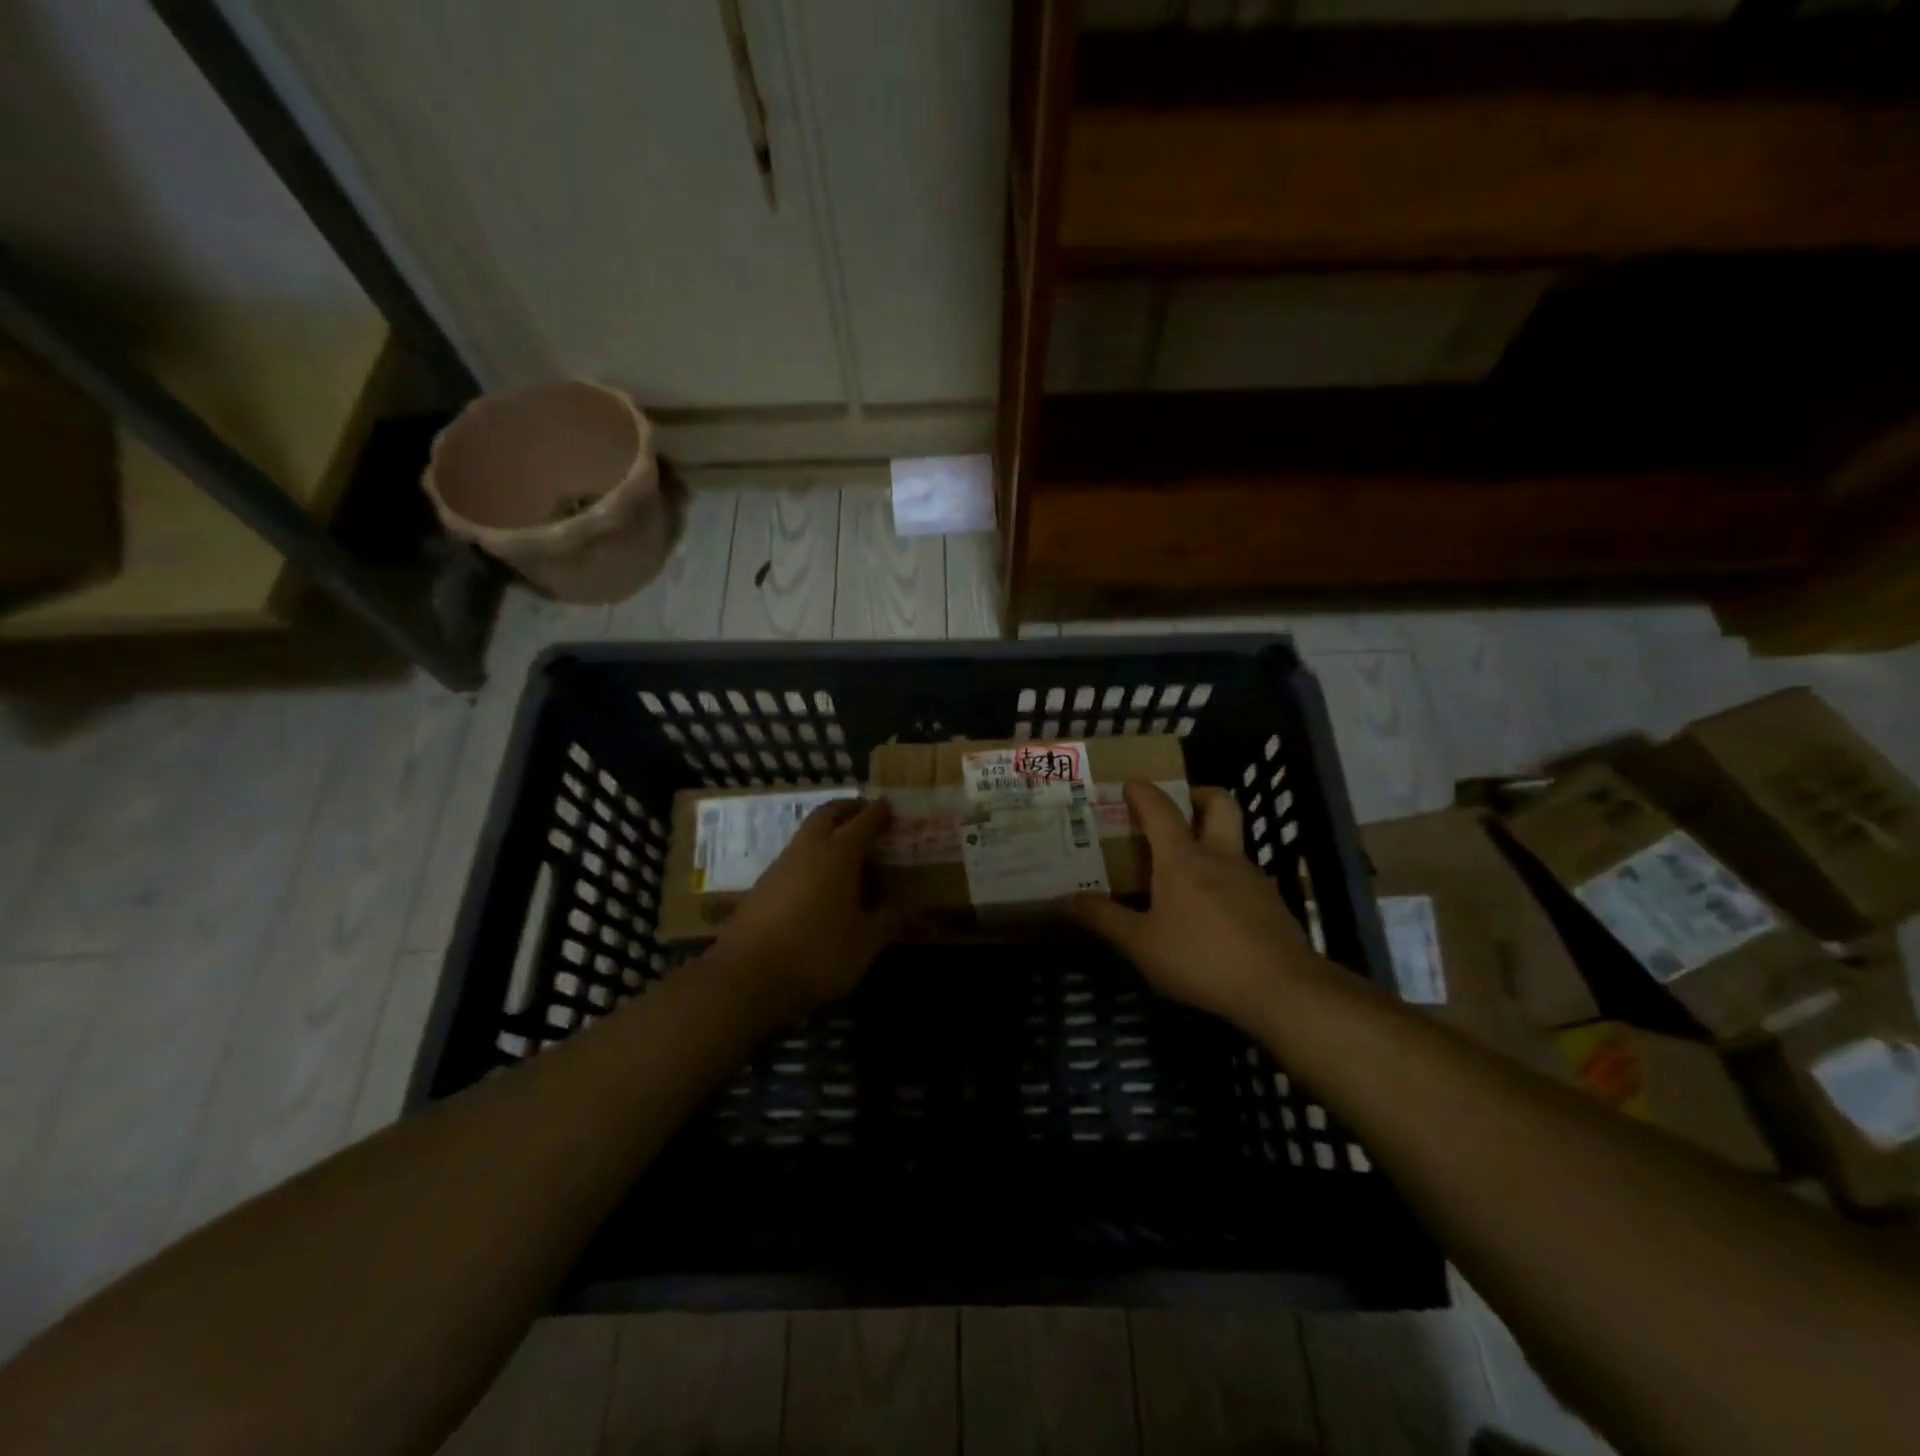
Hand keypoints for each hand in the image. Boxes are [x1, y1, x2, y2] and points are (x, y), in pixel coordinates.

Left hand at [713, 797, 901, 1017]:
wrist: (746, 978)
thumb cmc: (817, 954)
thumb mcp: (866, 941)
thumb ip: (890, 917)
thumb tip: (914, 900)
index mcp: (839, 854)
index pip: (863, 822)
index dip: (879, 814)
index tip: (890, 807)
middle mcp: (808, 850)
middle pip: (827, 814)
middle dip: (847, 808)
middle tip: (864, 811)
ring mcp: (780, 866)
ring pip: (806, 833)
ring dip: (826, 829)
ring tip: (845, 845)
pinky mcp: (761, 887)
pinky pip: (793, 856)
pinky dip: (811, 854)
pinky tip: (818, 879)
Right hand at [1064, 782, 1322, 1027]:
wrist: (1282, 989)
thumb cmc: (1201, 958)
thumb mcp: (1141, 944)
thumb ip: (1103, 919)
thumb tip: (1064, 900)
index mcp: (1183, 859)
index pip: (1160, 809)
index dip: (1144, 792)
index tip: (1131, 783)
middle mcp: (1220, 857)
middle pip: (1219, 804)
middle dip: (1198, 795)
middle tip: (1179, 807)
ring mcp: (1252, 879)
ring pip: (1233, 842)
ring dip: (1212, 842)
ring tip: (1187, 872)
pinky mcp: (1273, 904)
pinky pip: (1244, 878)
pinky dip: (1226, 880)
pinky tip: (1214, 913)